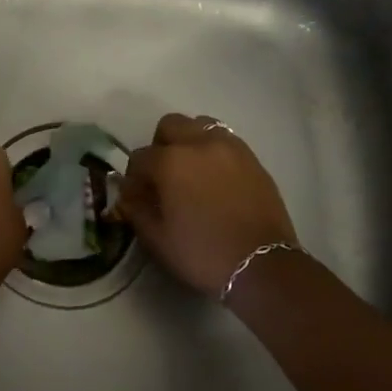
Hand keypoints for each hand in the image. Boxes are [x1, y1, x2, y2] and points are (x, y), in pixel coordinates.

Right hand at [116, 114, 299, 297]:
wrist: (262, 265)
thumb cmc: (203, 253)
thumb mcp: (157, 239)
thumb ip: (136, 210)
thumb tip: (129, 197)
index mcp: (170, 162)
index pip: (139, 157)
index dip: (133, 179)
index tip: (137, 198)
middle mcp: (199, 144)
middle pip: (170, 126)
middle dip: (160, 147)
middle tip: (163, 176)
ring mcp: (230, 147)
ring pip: (200, 125)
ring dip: (189, 142)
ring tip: (192, 172)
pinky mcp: (252, 158)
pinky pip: (225, 141)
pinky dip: (213, 151)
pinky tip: (215, 179)